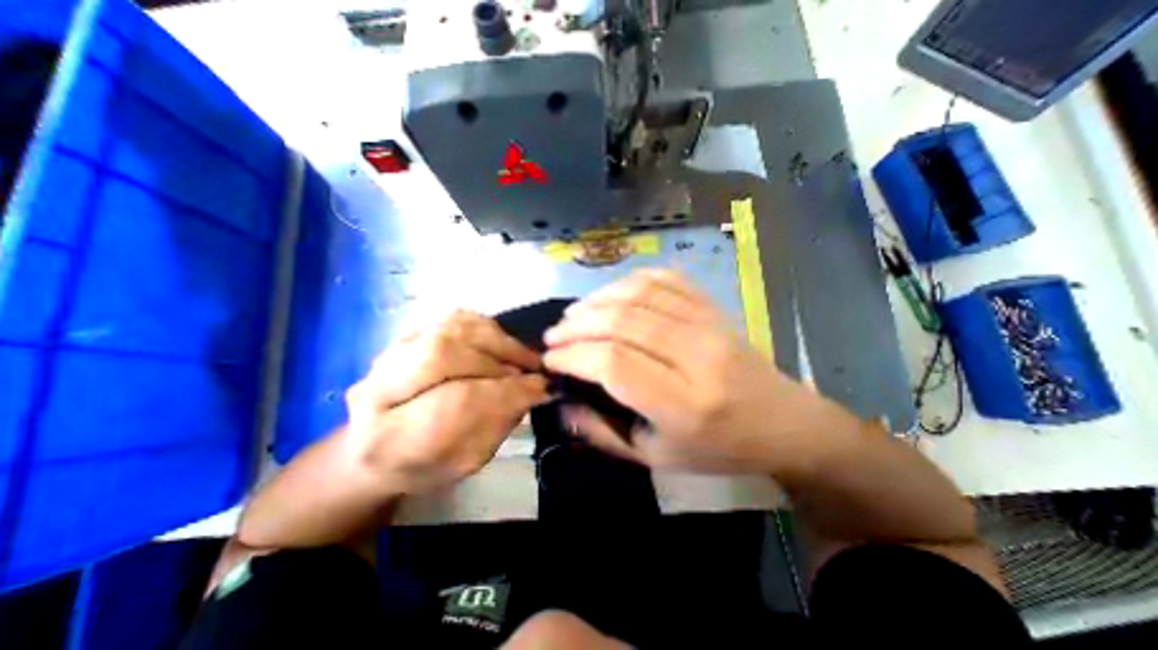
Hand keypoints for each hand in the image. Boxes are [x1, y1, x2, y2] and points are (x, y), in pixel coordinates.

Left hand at [346, 313, 547, 495]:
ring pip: (449, 329)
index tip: (542, 388)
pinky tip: (502, 343)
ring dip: (497, 340)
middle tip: (533, 368)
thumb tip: (536, 388)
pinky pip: (451, 320)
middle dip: (500, 359)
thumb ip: (499, 424)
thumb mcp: (465, 461)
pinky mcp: (405, 334)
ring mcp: (388, 353)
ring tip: (521, 355)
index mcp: (389, 439)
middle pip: (444, 354)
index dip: (507, 392)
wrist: (377, 446)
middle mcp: (376, 389)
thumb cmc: (425, 464)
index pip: (455, 403)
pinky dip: (485, 327)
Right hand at [539, 268, 852, 473]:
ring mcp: (709, 325)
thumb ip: (604, 434)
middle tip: (554, 336)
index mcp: (684, 404)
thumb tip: (561, 406)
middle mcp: (697, 356)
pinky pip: (665, 280)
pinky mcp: (714, 308)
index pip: (613, 363)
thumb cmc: (719, 449)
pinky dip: (630, 281)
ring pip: (640, 294)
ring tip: (575, 314)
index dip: (574, 356)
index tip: (551, 359)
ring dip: (597, 300)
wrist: (784, 424)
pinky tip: (611, 295)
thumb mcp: (657, 458)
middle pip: (622, 322)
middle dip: (577, 325)